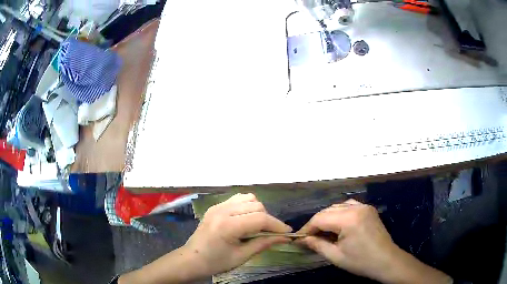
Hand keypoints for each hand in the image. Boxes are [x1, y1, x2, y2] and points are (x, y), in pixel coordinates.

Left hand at [183, 193, 292, 275]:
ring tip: (258, 225)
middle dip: (268, 219)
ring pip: (248, 198)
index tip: (287, 233)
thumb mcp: (241, 256)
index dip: (277, 225)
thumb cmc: (216, 262)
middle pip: (256, 205)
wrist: (191, 259)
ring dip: (258, 210)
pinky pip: (237, 199)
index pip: (260, 218)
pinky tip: (247, 218)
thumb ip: (263, 243)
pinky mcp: (215, 206)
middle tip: (271, 233)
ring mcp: (217, 206)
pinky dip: (247, 206)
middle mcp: (222, 211)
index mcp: (227, 226)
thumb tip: (284, 237)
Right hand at [297, 199, 396, 280]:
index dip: (307, 228)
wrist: (386, 261)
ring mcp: (364, 206)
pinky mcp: (369, 209)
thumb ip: (317, 245)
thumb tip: (302, 239)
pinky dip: (340, 212)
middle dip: (316, 223)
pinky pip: (349, 206)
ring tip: (322, 231)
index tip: (299, 238)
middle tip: (309, 236)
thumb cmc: (361, 262)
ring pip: (338, 206)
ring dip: (327, 217)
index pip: (320, 218)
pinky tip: (338, 223)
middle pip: (328, 210)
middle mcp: (356, 207)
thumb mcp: (336, 256)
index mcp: (348, 219)